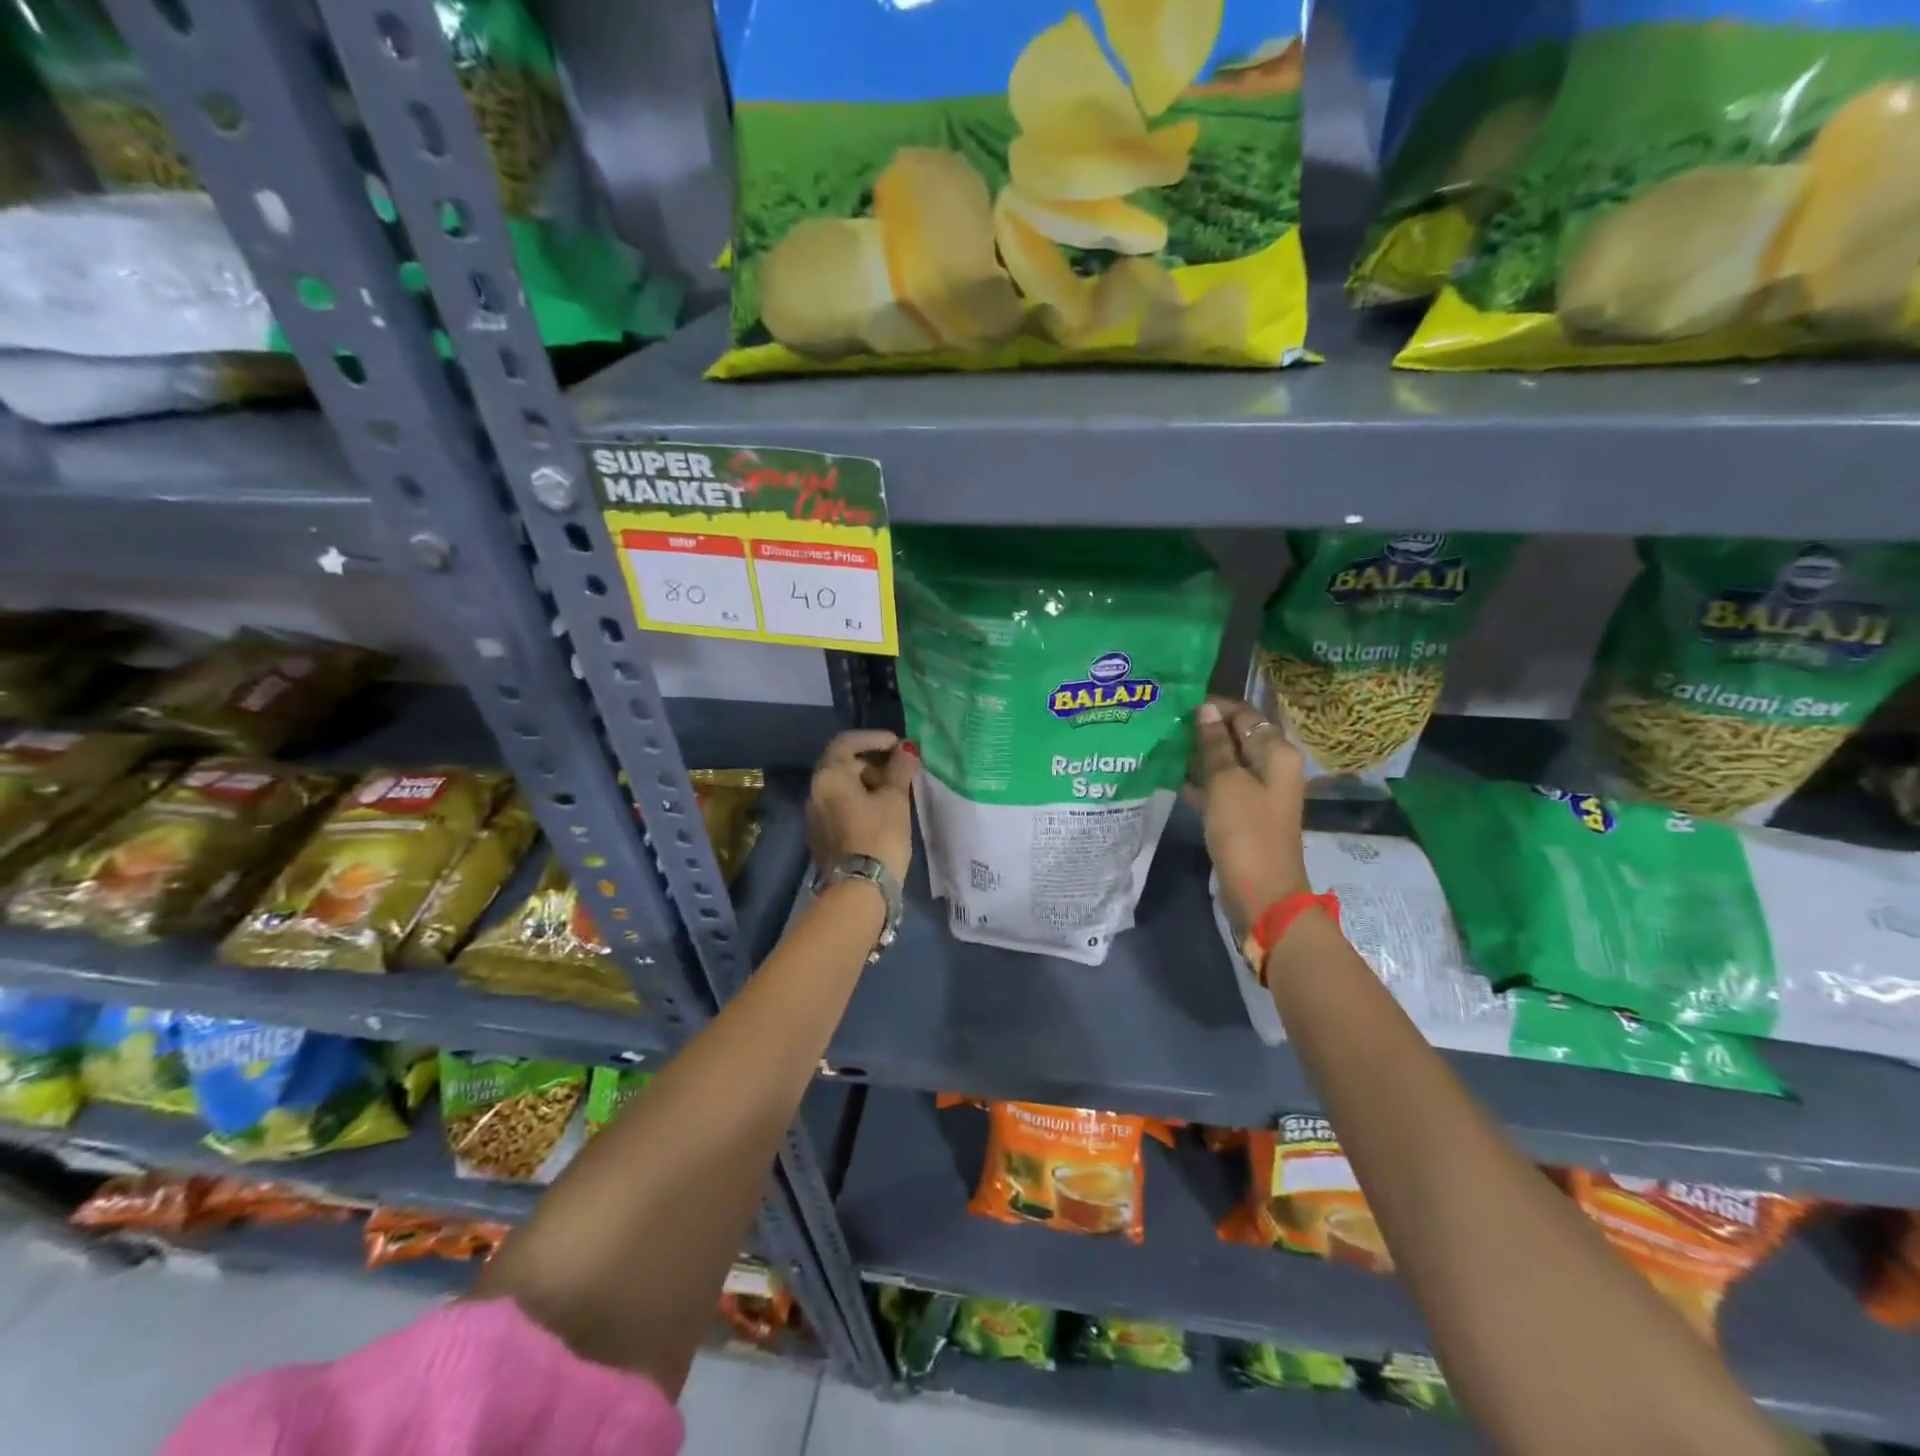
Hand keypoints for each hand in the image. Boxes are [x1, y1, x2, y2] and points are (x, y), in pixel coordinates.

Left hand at [807, 730, 916, 885]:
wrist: (859, 890)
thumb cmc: (879, 836)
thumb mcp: (895, 799)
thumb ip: (899, 769)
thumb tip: (906, 749)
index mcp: (828, 776)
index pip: (847, 742)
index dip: (874, 738)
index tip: (898, 744)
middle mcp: (814, 792)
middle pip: (843, 765)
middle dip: (873, 763)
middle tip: (901, 771)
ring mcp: (814, 816)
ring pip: (842, 789)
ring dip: (867, 784)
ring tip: (896, 794)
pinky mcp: (821, 837)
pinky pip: (840, 808)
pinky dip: (859, 803)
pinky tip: (882, 814)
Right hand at [1184, 697, 1308, 936]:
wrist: (1262, 894)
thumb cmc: (1245, 832)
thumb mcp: (1226, 783)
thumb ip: (1215, 745)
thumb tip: (1205, 709)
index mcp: (1277, 753)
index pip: (1245, 715)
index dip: (1214, 708)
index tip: (1177, 704)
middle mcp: (1272, 767)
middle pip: (1236, 737)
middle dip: (1203, 730)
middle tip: (1164, 723)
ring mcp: (1257, 793)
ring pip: (1225, 763)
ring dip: (1198, 755)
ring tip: (1162, 745)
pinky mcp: (1243, 814)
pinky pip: (1220, 787)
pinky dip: (1200, 780)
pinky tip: (1170, 775)